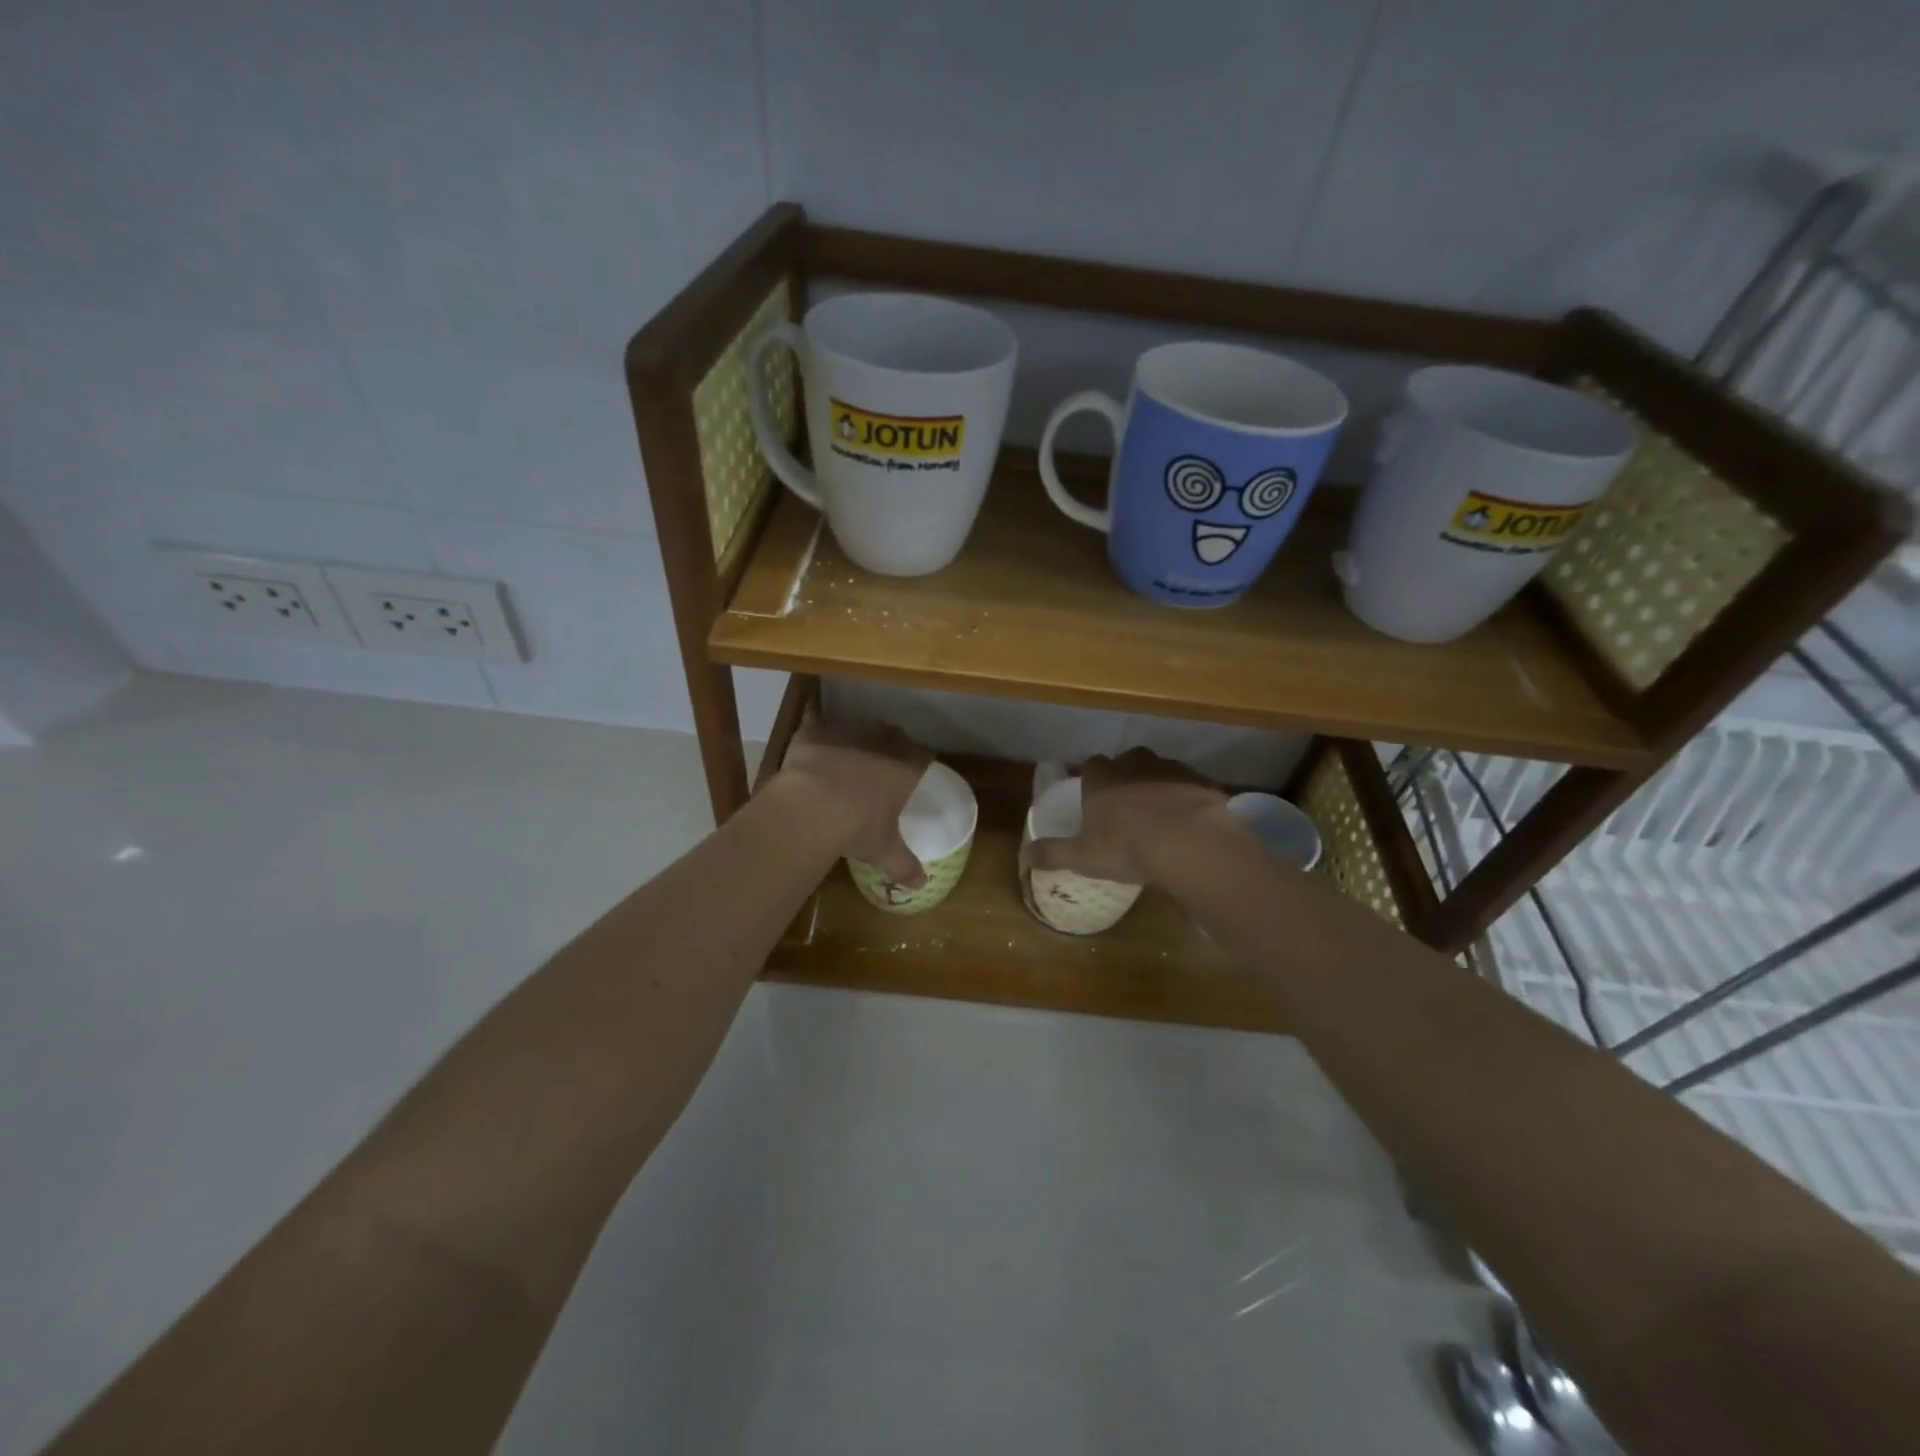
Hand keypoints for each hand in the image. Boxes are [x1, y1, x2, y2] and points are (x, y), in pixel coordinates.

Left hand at [773, 715, 934, 887]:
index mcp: (906, 765)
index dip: (920, 763)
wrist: (812, 806)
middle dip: (889, 747)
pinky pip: (818, 724)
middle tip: (880, 768)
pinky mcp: (817, 730)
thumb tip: (922, 886)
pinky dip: (816, 732)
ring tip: (846, 759)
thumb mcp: (884, 850)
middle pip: (894, 735)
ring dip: (856, 739)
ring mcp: (848, 729)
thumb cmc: (858, 827)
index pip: (924, 756)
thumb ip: (904, 865)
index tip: (915, 773)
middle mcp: (882, 739)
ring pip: (858, 727)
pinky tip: (811, 741)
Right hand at [1027, 748, 1235, 885]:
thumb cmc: (1126, 846)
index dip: (1093, 780)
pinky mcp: (1201, 781)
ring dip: (1158, 786)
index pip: (1091, 766)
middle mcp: (1134, 764)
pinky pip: (1190, 785)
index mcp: (1101, 778)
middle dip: (1126, 777)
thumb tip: (1023, 856)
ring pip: (1160, 770)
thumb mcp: (1082, 856)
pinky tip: (1189, 821)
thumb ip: (1052, 853)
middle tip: (1128, 805)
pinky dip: (1187, 798)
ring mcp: (1170, 769)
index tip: (1094, 798)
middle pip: (1127, 762)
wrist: (1188, 842)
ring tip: (1161, 815)